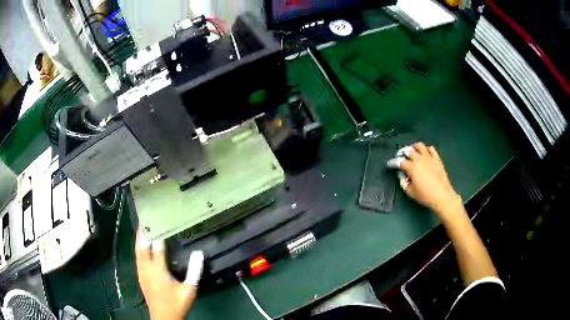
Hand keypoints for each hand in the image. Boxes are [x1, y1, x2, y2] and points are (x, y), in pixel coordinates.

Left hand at [135, 230, 203, 319]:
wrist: (164, 317)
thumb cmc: (177, 304)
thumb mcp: (189, 290)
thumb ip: (194, 271)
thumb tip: (198, 254)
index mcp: (159, 271)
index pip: (157, 248)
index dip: (158, 235)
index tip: (160, 223)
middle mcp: (147, 270)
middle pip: (142, 248)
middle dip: (142, 234)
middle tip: (144, 221)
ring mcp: (142, 274)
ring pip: (137, 253)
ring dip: (138, 241)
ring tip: (140, 230)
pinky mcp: (140, 278)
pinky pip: (137, 260)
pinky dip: (138, 251)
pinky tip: (140, 249)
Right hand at [392, 142, 461, 215]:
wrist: (442, 195)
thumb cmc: (425, 195)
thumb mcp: (410, 192)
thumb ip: (404, 182)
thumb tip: (402, 175)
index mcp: (412, 167)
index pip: (399, 161)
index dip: (393, 162)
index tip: (390, 164)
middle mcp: (419, 159)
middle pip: (408, 150)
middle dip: (403, 152)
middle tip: (401, 156)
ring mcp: (429, 158)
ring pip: (420, 146)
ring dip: (414, 147)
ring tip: (413, 151)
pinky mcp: (437, 159)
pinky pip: (431, 149)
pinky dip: (427, 149)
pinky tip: (425, 154)